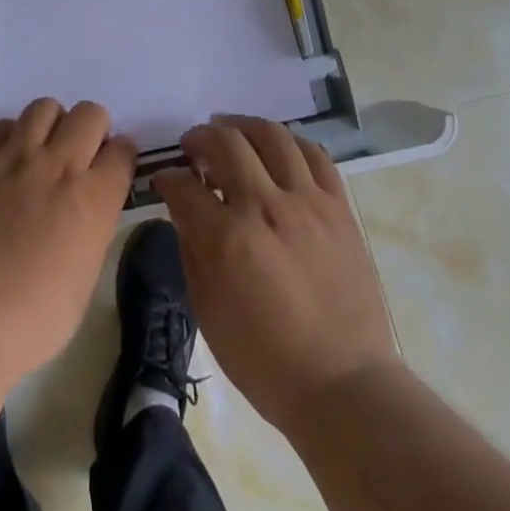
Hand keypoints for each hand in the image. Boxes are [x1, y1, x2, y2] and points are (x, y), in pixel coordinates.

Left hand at [0, 98, 135, 379]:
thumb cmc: (32, 320)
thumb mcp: (83, 280)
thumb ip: (91, 229)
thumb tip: (86, 212)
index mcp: (94, 199)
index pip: (123, 151)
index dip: (120, 157)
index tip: (112, 168)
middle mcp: (60, 165)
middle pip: (90, 114)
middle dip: (92, 129)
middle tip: (80, 155)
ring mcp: (17, 157)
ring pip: (46, 107)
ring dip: (52, 124)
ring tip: (43, 149)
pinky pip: (4, 125)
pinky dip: (12, 135)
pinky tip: (7, 160)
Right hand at [154, 115, 399, 437]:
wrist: (344, 385)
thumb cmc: (266, 360)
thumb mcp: (208, 312)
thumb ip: (192, 249)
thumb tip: (184, 208)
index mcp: (228, 239)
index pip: (184, 185)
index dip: (168, 177)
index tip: (165, 179)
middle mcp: (266, 207)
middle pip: (226, 142)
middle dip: (200, 137)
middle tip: (192, 146)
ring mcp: (307, 202)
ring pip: (271, 136)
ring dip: (242, 125)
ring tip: (230, 129)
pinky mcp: (338, 207)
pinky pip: (314, 155)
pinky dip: (289, 142)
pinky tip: (276, 147)